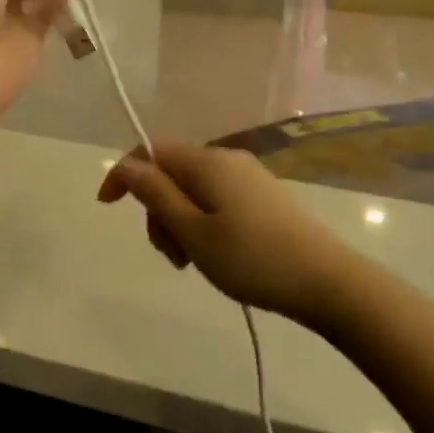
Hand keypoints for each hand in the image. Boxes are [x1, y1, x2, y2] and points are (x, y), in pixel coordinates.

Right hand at [97, 141, 358, 329]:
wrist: (327, 281)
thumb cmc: (251, 258)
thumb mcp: (193, 232)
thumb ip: (156, 195)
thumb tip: (127, 165)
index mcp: (206, 162)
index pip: (150, 151)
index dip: (124, 174)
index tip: (107, 207)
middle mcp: (226, 159)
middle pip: (171, 173)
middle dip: (157, 209)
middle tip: (170, 255)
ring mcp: (248, 177)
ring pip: (193, 190)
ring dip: (179, 221)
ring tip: (192, 262)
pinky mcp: (263, 197)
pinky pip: (216, 200)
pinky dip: (202, 223)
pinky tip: (214, 254)